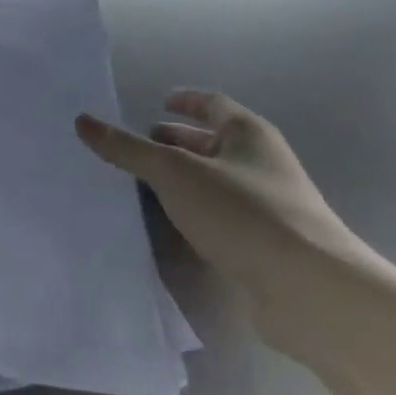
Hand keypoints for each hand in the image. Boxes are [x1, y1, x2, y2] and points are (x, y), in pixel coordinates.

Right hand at [77, 92, 371, 357]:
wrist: (312, 294)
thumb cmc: (244, 213)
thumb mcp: (176, 173)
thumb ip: (128, 148)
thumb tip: (82, 121)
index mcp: (248, 133)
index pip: (211, 104)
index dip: (184, 101)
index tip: (158, 103)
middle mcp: (260, 164)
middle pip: (211, 144)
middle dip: (175, 144)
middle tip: (136, 148)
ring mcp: (266, 208)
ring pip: (213, 183)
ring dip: (181, 182)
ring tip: (140, 186)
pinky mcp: (265, 248)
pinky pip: (219, 219)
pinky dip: (193, 215)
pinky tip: (168, 227)